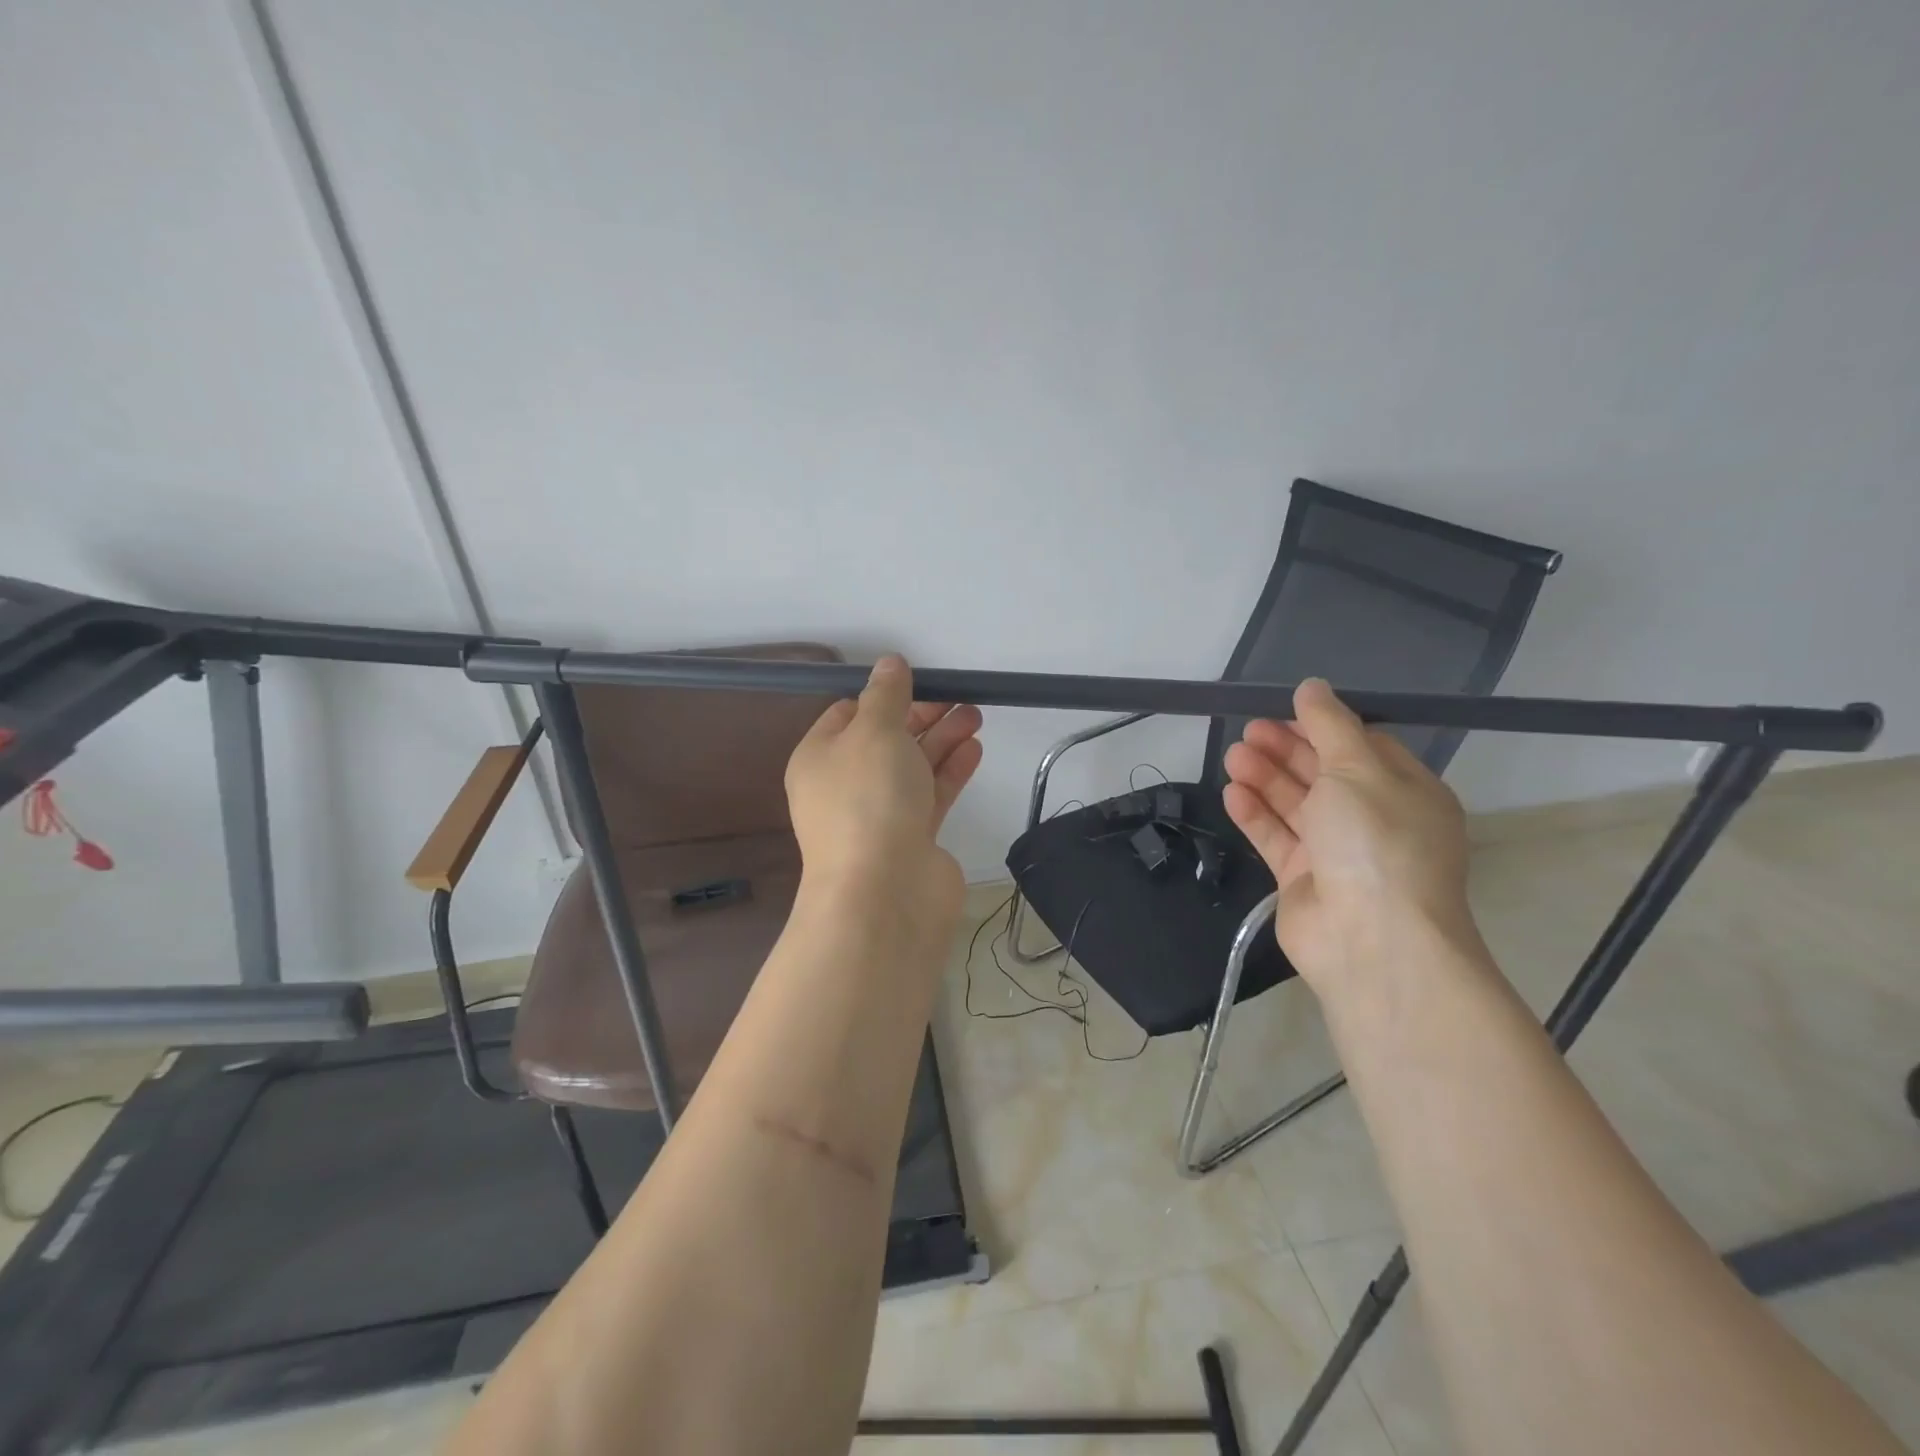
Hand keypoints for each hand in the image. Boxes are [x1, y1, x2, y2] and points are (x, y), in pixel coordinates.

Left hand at [785, 655, 983, 927]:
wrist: (884, 892)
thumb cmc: (868, 799)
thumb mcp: (874, 731)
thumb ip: (886, 694)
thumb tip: (889, 663)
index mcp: (820, 758)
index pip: (847, 715)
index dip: (881, 696)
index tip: (917, 682)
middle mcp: (845, 786)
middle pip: (885, 740)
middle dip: (921, 715)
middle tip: (959, 696)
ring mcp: (879, 815)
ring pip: (912, 767)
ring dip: (942, 739)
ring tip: (975, 714)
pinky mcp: (911, 838)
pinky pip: (931, 795)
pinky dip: (951, 771)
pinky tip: (974, 749)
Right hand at [1221, 679, 1478, 996]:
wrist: (1371, 940)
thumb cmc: (1375, 841)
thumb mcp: (1357, 769)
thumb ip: (1330, 726)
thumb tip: (1312, 686)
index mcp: (1405, 791)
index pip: (1362, 747)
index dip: (1322, 726)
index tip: (1285, 710)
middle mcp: (1374, 820)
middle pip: (1324, 774)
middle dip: (1286, 749)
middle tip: (1248, 731)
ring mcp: (1338, 852)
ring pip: (1295, 805)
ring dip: (1265, 778)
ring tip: (1232, 756)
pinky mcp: (1304, 879)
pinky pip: (1276, 838)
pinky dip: (1255, 814)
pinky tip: (1232, 793)